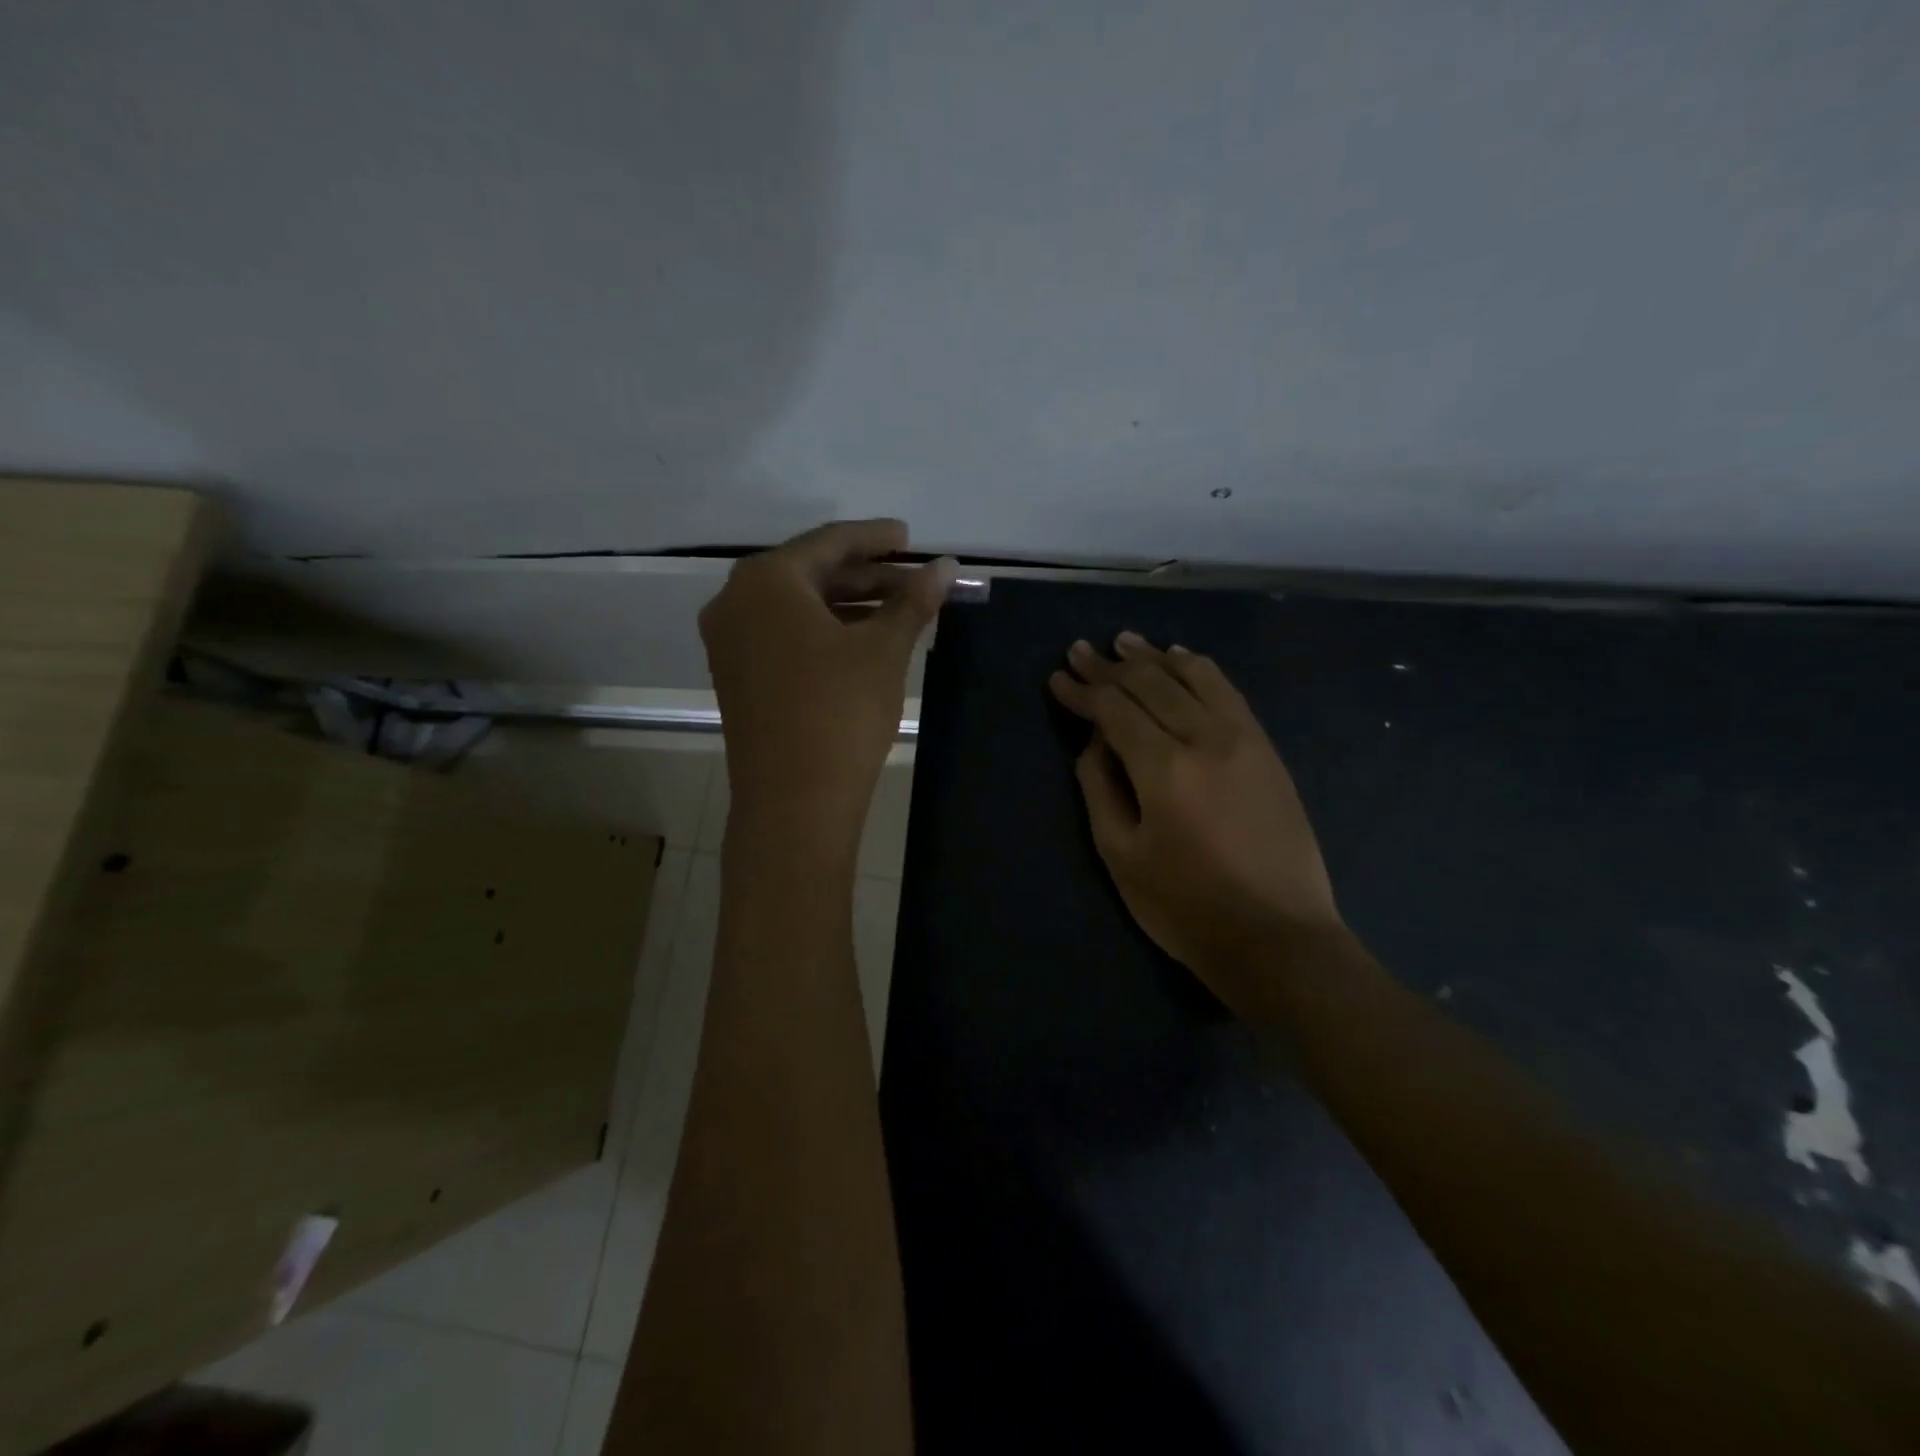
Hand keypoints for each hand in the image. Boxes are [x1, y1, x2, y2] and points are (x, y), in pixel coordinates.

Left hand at [702, 520, 953, 864]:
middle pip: (809, 572)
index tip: (910, 538)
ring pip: (795, 607)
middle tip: (912, 579)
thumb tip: (947, 567)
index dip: (876, 539)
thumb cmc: (840, 712)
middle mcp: (736, 601)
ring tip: (897, 611)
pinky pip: (782, 635)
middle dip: (865, 575)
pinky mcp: (736, 676)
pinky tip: (860, 641)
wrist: (793, 801)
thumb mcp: (883, 651)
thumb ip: (913, 601)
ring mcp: (729, 642)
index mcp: (767, 580)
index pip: (829, 542)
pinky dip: (822, 631)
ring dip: (846, 604)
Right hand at [1049, 632, 1340, 1012]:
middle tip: (1081, 650)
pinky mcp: (1266, 749)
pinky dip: (1199, 669)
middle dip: (1110, 666)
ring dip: (1155, 656)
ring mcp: (1243, 739)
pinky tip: (1182, 659)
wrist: (1279, 937)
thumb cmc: (1186, 907)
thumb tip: (1095, 740)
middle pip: (1150, 684)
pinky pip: (1229, 691)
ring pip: (1193, 677)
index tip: (1057, 677)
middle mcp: (1205, 738)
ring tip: (1127, 642)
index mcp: (1163, 768)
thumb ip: (1100, 788)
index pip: (1114, 709)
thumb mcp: (1121, 855)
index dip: (1082, 690)